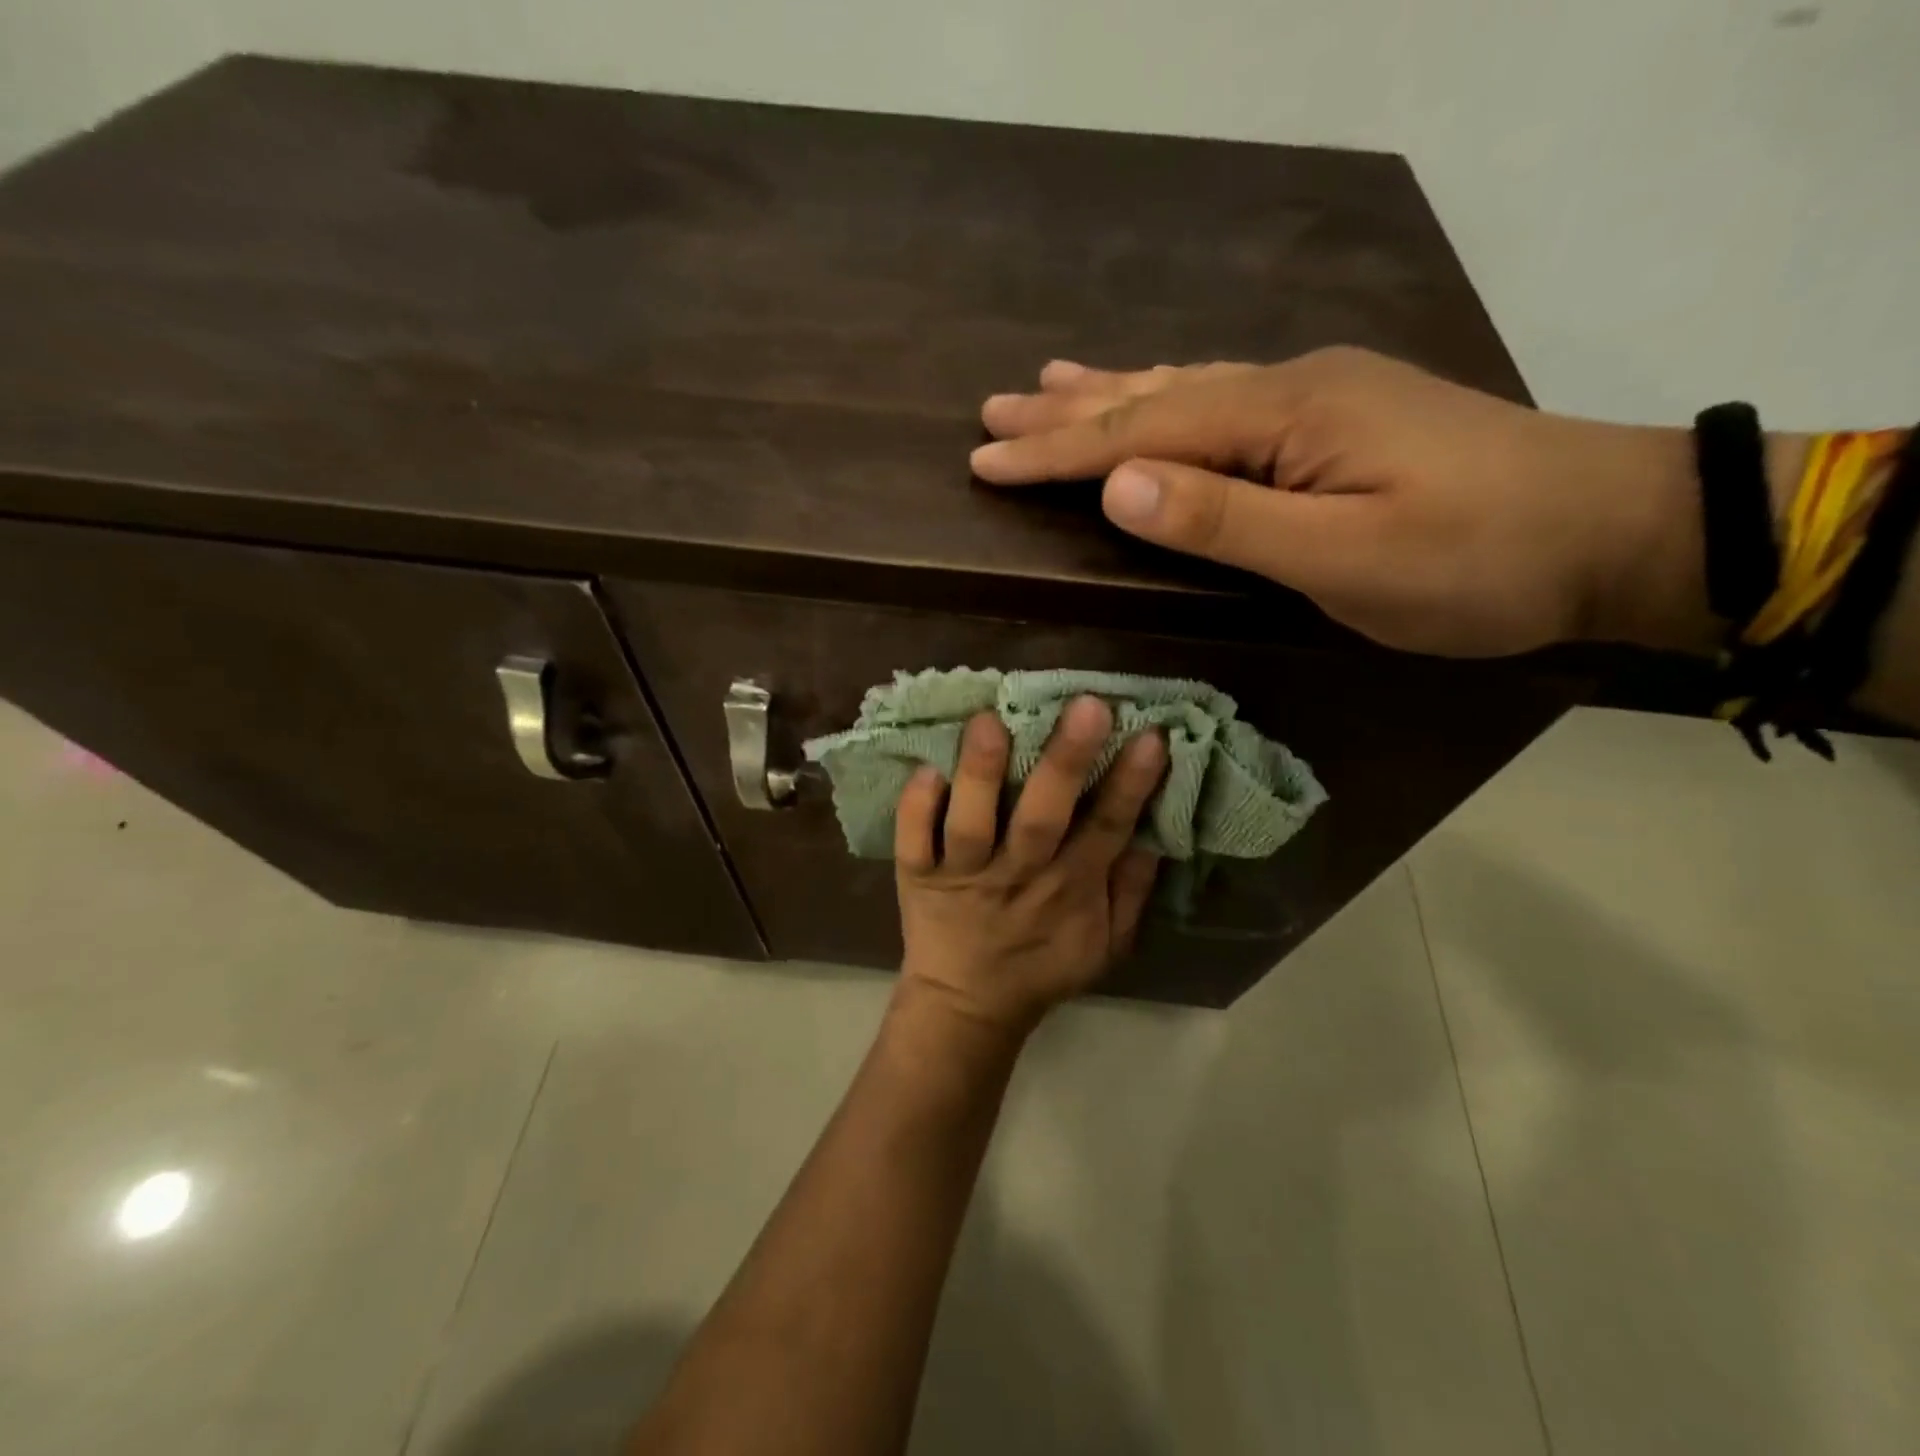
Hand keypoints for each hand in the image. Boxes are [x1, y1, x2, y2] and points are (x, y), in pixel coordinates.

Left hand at [893, 696, 1164, 1035]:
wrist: (969, 1005)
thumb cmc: (1043, 964)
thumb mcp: (1106, 943)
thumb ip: (1130, 889)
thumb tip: (1155, 830)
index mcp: (1070, 887)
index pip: (1106, 829)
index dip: (1130, 785)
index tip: (1150, 734)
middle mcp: (1017, 875)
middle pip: (1042, 817)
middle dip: (1065, 763)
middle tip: (1087, 707)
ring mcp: (964, 876)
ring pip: (972, 825)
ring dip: (981, 776)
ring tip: (989, 722)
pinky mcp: (919, 878)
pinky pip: (914, 843)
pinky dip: (916, 809)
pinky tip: (925, 769)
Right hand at [971, 348, 1736, 657]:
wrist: (1610, 531)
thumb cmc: (1475, 562)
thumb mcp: (1344, 557)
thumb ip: (1226, 520)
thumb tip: (1119, 485)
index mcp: (1283, 417)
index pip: (1142, 433)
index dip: (1058, 451)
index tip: (985, 459)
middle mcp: (1289, 389)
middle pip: (1153, 395)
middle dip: (1066, 412)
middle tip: (991, 411)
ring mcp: (1316, 397)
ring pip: (1186, 388)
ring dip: (1109, 391)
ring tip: (1046, 383)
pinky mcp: (1335, 419)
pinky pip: (1223, 398)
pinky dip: (1168, 395)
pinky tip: (1153, 388)